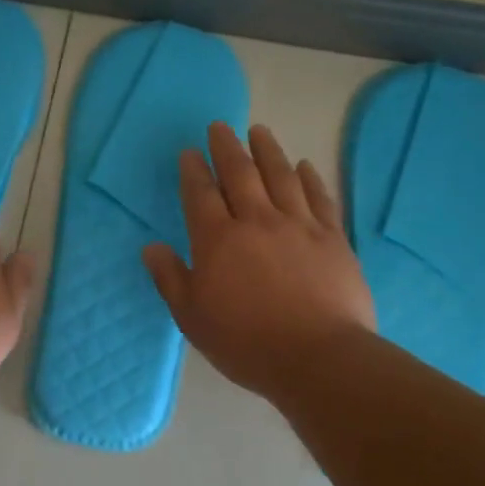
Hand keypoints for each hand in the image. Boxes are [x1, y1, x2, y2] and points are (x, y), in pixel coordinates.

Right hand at [143, 122, 374, 402]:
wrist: (318, 358)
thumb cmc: (247, 343)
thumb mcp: (193, 318)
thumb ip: (170, 279)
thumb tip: (151, 247)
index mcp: (218, 240)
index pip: (201, 194)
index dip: (193, 170)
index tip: (190, 152)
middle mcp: (257, 220)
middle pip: (240, 173)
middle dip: (226, 147)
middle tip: (220, 127)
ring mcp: (298, 225)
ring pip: (281, 175)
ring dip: (268, 150)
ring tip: (259, 132)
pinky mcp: (332, 237)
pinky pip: (318, 197)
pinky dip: (309, 177)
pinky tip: (304, 166)